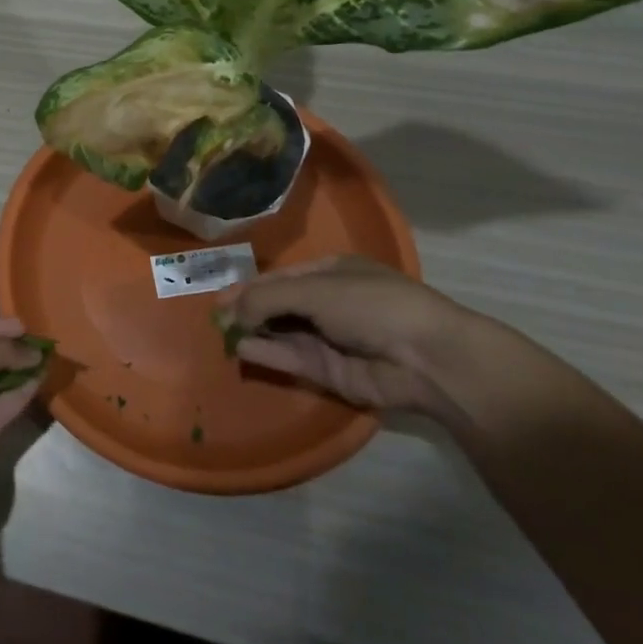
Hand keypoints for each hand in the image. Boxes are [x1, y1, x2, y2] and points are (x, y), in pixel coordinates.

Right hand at [217, 256, 515, 427]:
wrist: (427, 358)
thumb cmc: (372, 305)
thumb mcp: (314, 289)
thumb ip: (267, 298)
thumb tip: (232, 312)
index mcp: (331, 273)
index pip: (280, 277)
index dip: (248, 286)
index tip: (219, 297)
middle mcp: (328, 303)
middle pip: (278, 304)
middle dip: (247, 309)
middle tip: (215, 317)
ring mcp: (329, 338)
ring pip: (281, 332)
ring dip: (253, 331)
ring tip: (222, 332)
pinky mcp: (329, 370)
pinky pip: (290, 358)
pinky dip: (266, 352)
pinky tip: (241, 347)